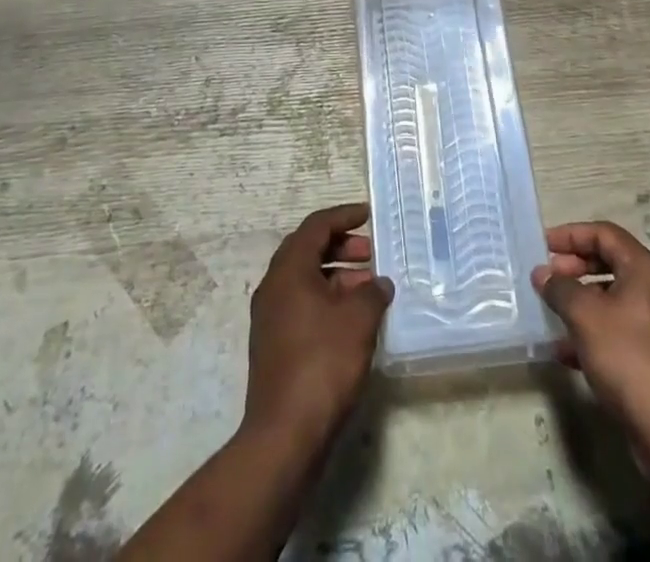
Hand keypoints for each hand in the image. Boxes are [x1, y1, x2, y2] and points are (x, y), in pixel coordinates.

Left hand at [243, 204, 393, 453]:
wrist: (285, 435)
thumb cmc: (323, 363)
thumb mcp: (358, 320)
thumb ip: (372, 292)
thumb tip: (379, 283)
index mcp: (288, 270)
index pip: (316, 226)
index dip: (343, 216)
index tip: (368, 215)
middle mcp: (273, 287)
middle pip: (307, 250)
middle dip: (341, 247)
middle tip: (371, 254)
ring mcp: (270, 318)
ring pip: (306, 280)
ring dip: (337, 277)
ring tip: (369, 289)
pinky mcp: (274, 345)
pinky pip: (302, 305)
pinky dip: (327, 301)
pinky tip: (353, 320)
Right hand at [534, 221, 649, 485]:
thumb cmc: (628, 358)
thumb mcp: (585, 316)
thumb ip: (560, 288)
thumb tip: (542, 273)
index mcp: (645, 268)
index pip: (604, 233)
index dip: (571, 235)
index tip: (542, 246)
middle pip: (610, 262)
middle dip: (575, 268)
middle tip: (547, 278)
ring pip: (614, 298)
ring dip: (581, 302)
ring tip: (552, 313)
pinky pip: (621, 328)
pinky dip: (595, 331)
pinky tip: (567, 352)